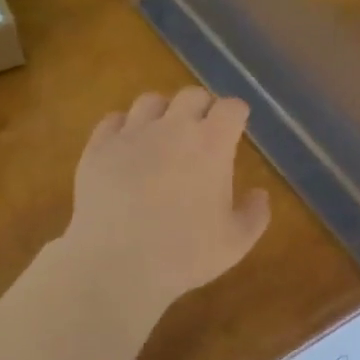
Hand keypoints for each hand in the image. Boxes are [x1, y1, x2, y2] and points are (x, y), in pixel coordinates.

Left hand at [64, 88, 270, 306]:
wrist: (116, 263)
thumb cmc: (184, 255)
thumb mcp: (235, 244)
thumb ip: (254, 215)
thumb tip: (260, 194)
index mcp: (211, 144)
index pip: (231, 108)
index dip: (236, 115)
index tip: (236, 127)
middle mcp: (172, 128)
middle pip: (192, 95)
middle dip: (202, 108)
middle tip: (202, 131)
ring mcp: (131, 133)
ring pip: (150, 101)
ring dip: (162, 112)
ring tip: (162, 135)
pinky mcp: (99, 147)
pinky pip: (113, 120)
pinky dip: (124, 128)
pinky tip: (126, 146)